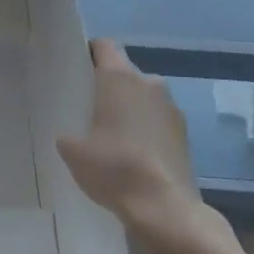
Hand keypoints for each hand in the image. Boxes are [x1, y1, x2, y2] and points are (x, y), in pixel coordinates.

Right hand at [57, 40, 226, 253]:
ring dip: (130, 108)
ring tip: (111, 134)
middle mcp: (149, 82)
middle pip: (124, 72)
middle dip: (108, 86)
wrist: (164, 207)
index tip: (75, 71)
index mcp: (120, 77)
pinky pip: (157, 120)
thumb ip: (69, 134)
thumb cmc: (114, 167)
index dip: (88, 53)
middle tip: (88, 108)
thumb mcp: (73, 151)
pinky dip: (146, 129)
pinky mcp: (185, 133)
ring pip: (143, 96)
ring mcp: (171, 107)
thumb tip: (72, 136)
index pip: (104, 46)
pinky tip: (132, 153)